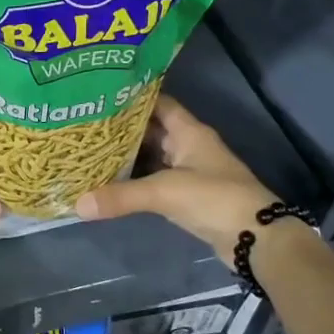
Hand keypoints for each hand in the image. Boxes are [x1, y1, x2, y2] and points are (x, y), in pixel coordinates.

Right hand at [74, 96, 283, 264]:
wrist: (255, 238)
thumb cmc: (214, 199)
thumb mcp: (164, 192)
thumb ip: (121, 196)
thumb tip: (78, 204)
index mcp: (189, 131)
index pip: (158, 103)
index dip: (132, 98)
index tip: (100, 96)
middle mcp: (189, 145)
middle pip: (151, 130)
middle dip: (122, 129)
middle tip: (87, 126)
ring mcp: (189, 171)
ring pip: (152, 155)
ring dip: (127, 155)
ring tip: (91, 151)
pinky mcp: (187, 195)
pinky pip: (155, 179)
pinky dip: (135, 179)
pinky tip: (110, 181)